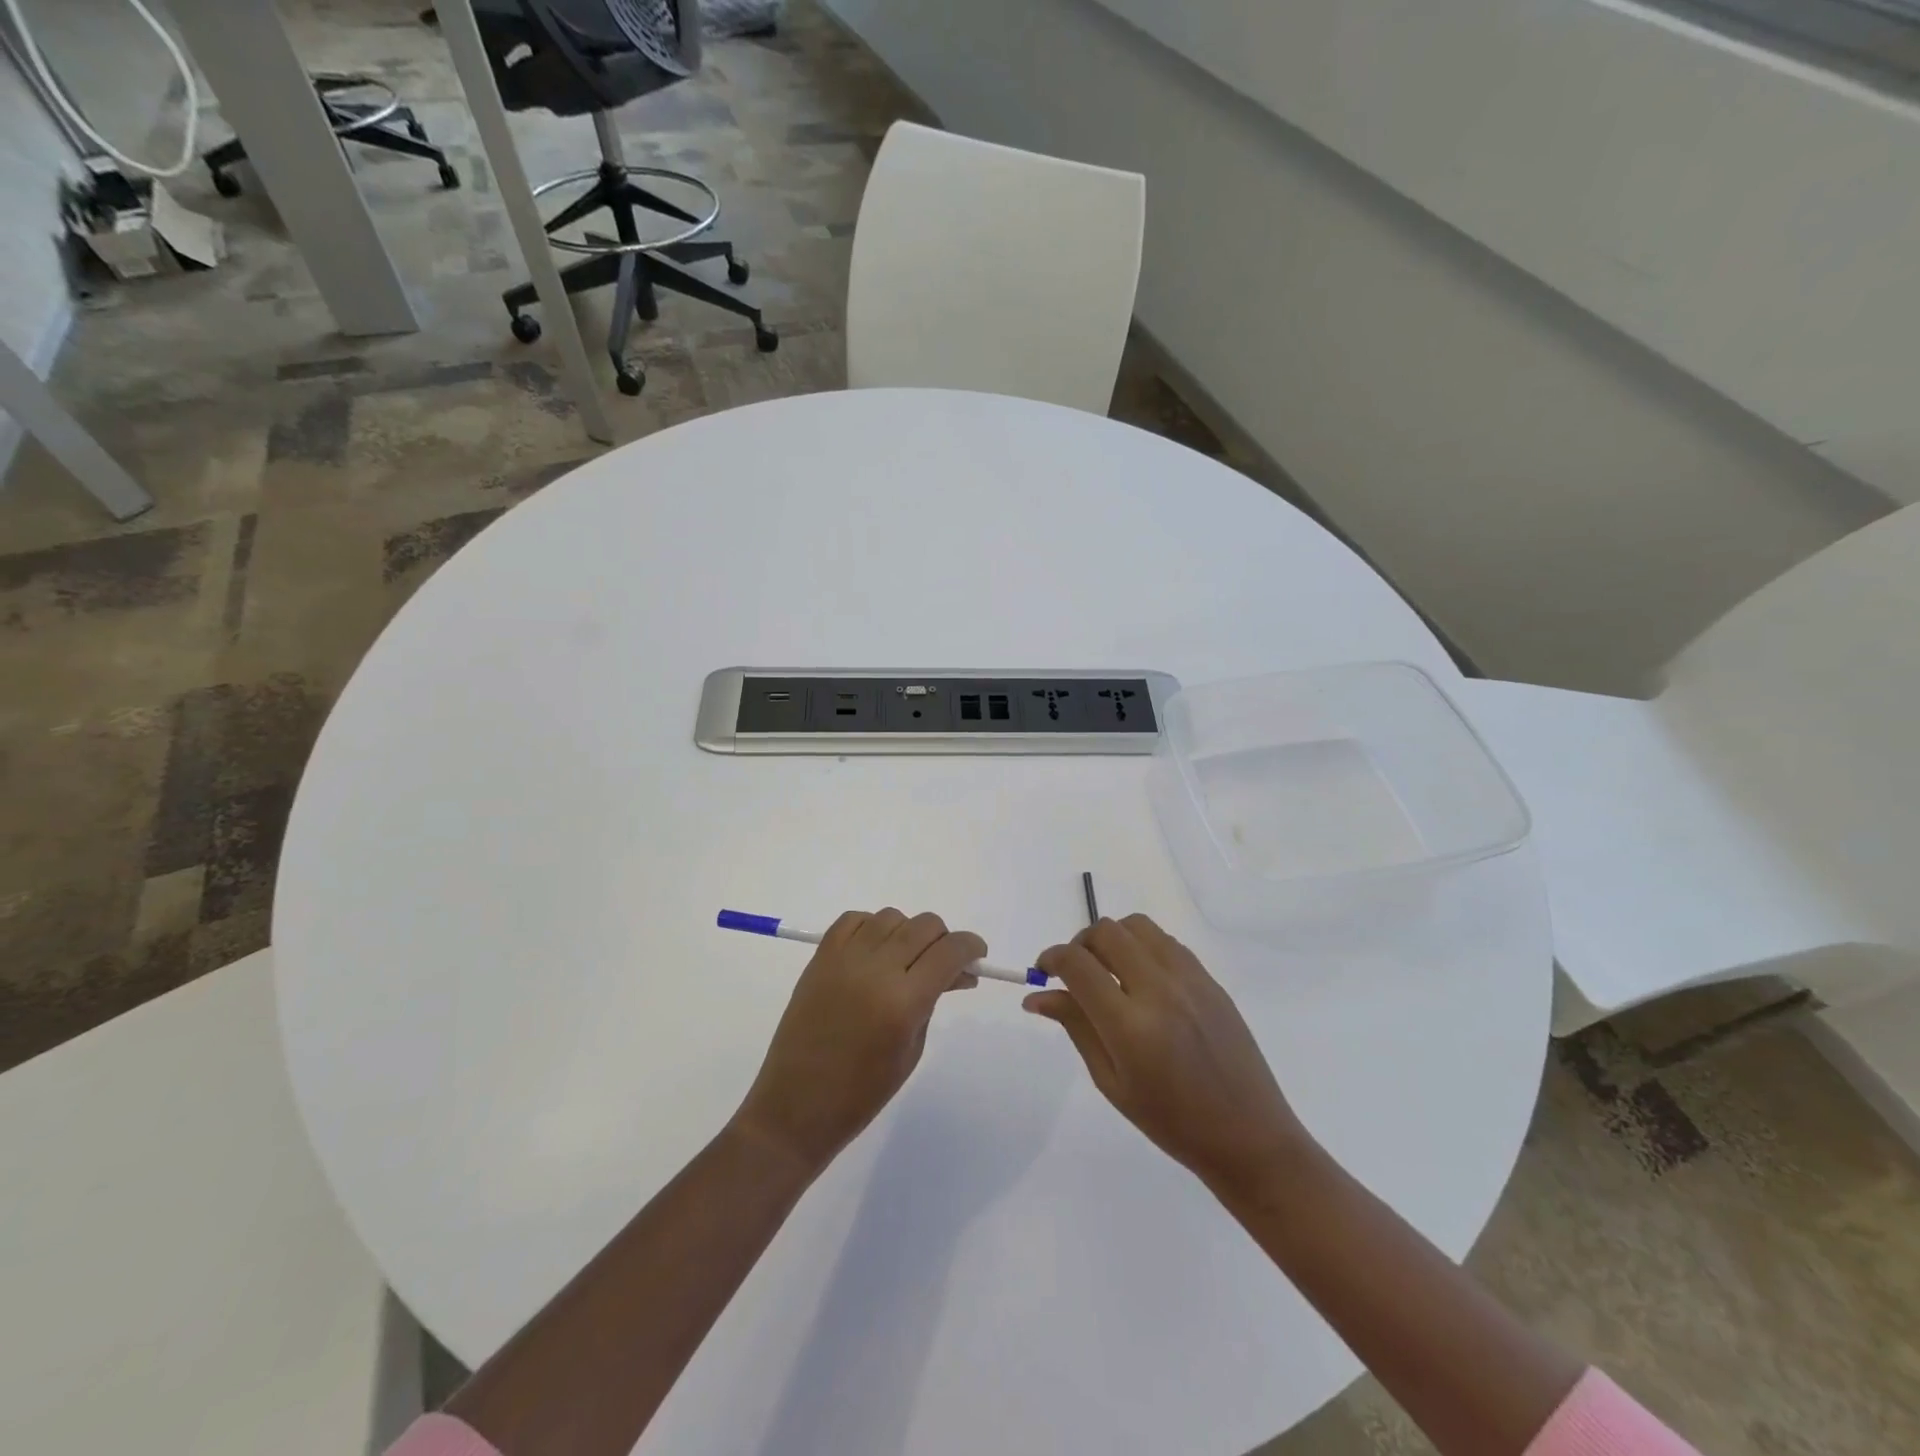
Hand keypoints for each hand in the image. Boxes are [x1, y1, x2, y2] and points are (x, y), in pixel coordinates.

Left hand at [732, 909, 982, 1175]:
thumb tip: (955, 972)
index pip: (950, 951)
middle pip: (924, 925)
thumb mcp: (912, 1049)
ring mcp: (844, 959)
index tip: (976, 956)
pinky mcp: (820, 958)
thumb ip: (933, 1001)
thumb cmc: (862, 1093)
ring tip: (905, 960)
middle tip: (942, 964)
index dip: (971, 947)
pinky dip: (872, 927)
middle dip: (943, 940)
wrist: (796, 1106)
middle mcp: (875, 970)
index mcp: (903, 1002)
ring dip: (908, 932)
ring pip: (891, 917)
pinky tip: (874, 951)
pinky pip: (853, 920)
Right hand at [1026, 915, 1310, 1197]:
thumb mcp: (1111, 1082)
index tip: (1043, 971)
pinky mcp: (1210, 979)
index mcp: (1130, 1026)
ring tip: (1109, 971)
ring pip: (1137, 925)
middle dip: (1079, 944)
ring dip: (1112, 939)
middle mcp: (1159, 990)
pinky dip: (1142, 947)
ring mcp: (1189, 979)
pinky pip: (1166, 942)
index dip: (1051, 958)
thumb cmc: (1171, 1122)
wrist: (1248, 1135)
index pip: (1077, 964)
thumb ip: (1076, 1027)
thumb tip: (1036, 996)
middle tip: (1075, 973)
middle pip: (1106, 932)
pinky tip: (1142, 979)